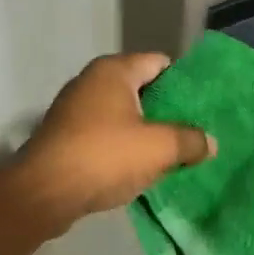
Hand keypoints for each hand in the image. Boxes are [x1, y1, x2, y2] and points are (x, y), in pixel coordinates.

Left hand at [14, 53, 214, 226]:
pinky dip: (122, 145)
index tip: (204, 104)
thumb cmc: (104, 157)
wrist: (44, 192)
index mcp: (113, 70)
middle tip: (195, 130)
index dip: (183, 81)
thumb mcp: (158, 148)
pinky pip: (104, 133)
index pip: (159, 62)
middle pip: (141, 88)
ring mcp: (74, 108)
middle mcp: (91, 81)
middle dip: (166, 109)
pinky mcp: (65, 135)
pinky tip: (140, 166)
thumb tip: (210, 142)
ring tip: (173, 151)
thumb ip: (190, 141)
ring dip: (144, 130)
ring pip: (122, 113)